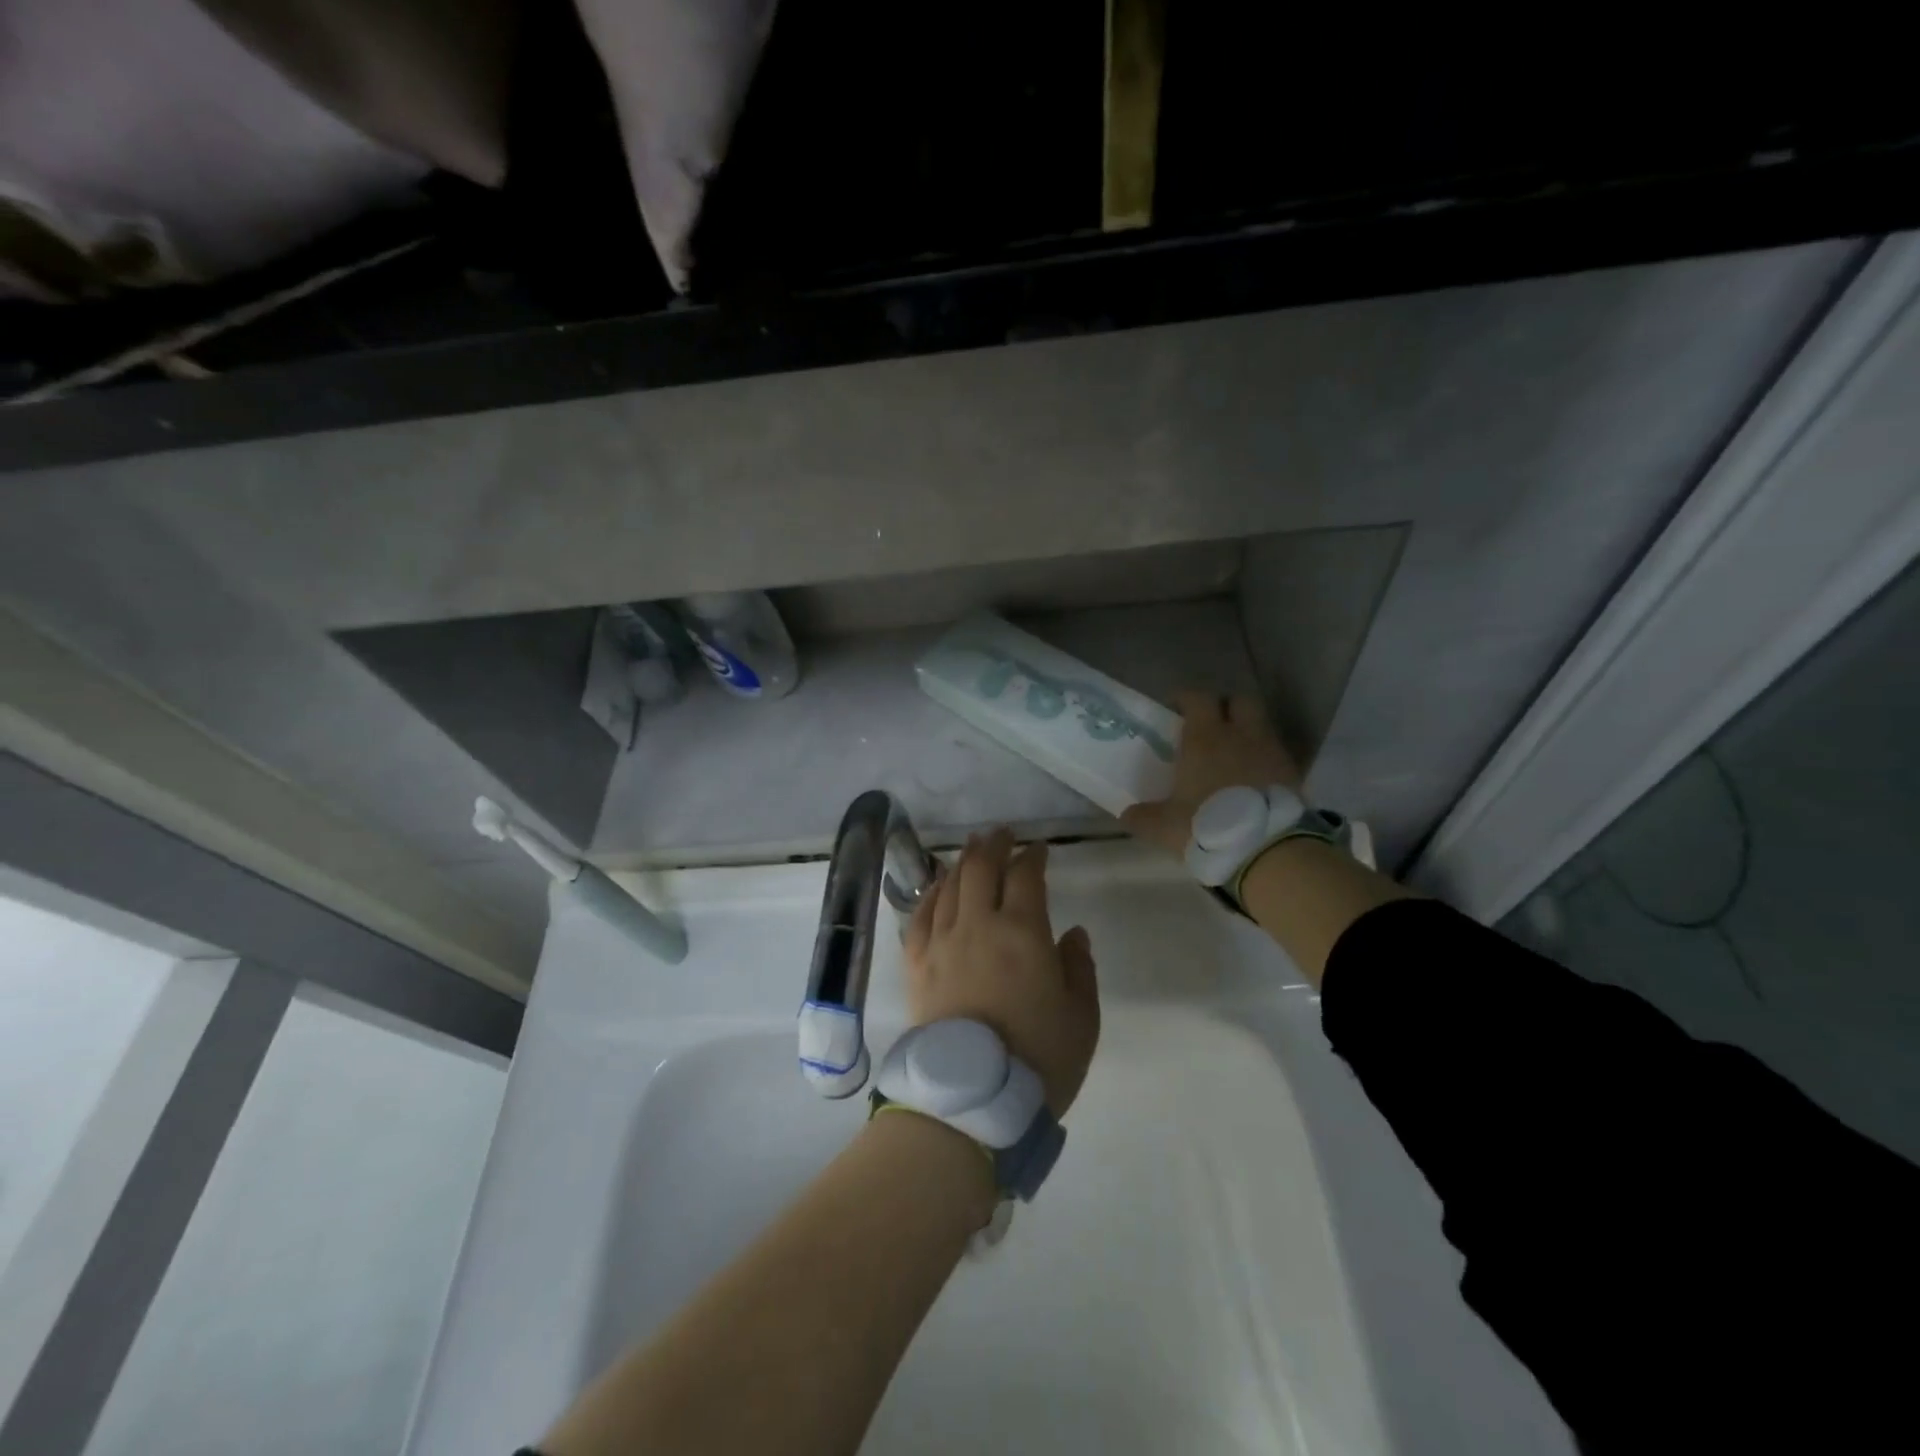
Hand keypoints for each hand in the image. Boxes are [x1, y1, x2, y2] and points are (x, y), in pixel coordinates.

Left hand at [903, 829, 1100, 1116]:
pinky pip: (921, 915)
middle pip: (982, 868)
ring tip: (973, 849)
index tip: (1039, 849)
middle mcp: (978, 925)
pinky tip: (938, 886)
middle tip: (1002, 834)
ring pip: (950, 885)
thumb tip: (1073, 933)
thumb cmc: (1037, 1059)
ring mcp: (942, 942)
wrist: (971, 1099)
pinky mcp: (917, 963)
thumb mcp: (1081, 1017)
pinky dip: (932, 893)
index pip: (1026, 876)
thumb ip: (1079, 968)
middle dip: (994, 845)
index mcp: (1023, 932)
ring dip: (964, 861)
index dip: (1033, 857)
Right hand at [1121, 691, 1302, 855]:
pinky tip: (1252, 782)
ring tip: (1233, 757)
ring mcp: (1271, 752)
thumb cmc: (1207, 826)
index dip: (1185, 699)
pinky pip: (1276, 755)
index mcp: (1205, 738)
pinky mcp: (1293, 774)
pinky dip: (1264, 760)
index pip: (1197, 698)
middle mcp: (1241, 735)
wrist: (1267, 851)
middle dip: (1225, 708)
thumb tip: (1126, 815)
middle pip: (1239, 701)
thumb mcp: (1163, 826)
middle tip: (1210, 727)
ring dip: (1247, 734)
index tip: (1175, 711)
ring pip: (1261, 726)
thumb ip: (1142, 817)